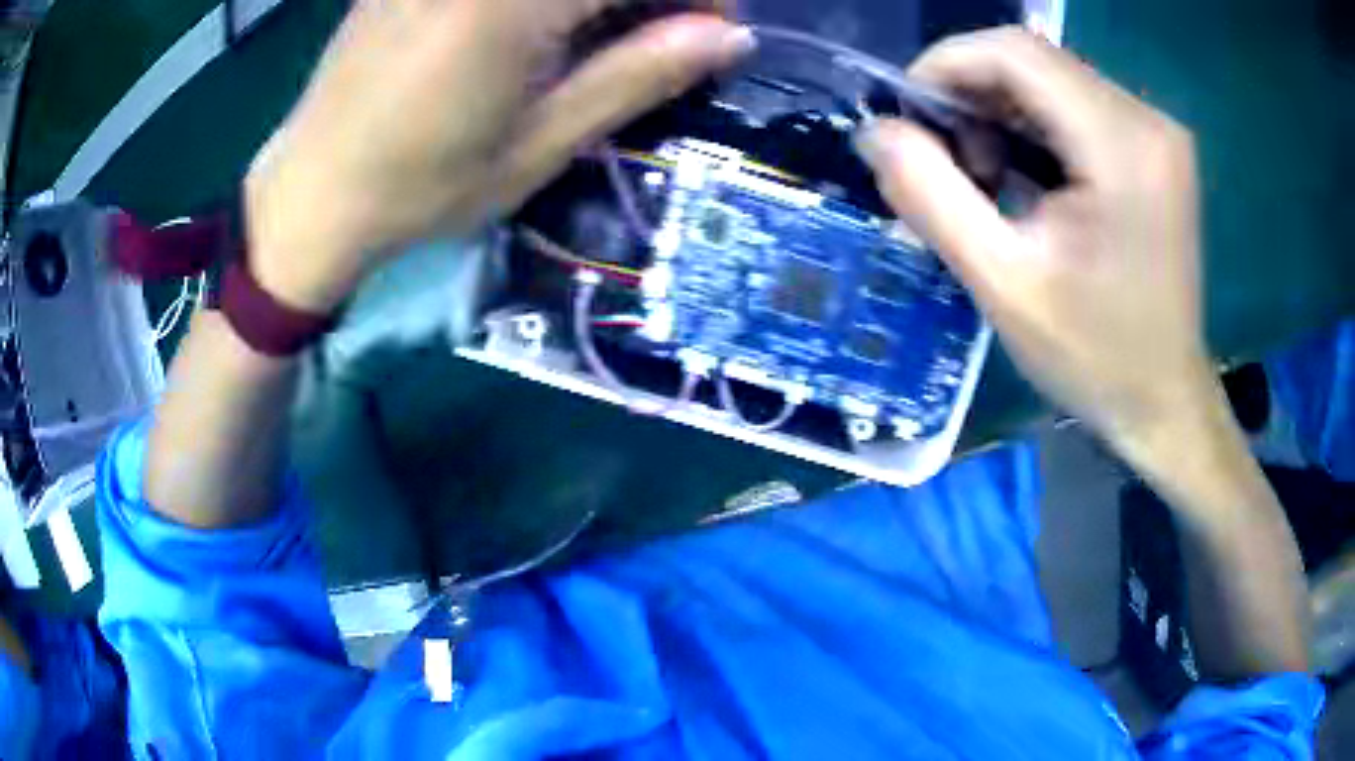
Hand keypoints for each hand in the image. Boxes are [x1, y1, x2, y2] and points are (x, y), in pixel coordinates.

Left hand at [245, 0, 751, 313]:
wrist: (311, 194)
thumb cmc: (423, 188)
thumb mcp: (541, 144)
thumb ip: (639, 76)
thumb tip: (732, 38)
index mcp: (512, 4)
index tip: (715, 31)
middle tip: (663, 32)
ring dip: (597, 1)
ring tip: (604, 32)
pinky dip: (549, 2)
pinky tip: (544, 27)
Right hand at [856, 28, 1213, 454]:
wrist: (1164, 402)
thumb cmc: (1094, 358)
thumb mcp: (1002, 284)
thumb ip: (930, 196)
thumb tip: (874, 131)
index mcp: (1122, 146)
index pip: (1015, 52)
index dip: (946, 66)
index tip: (910, 119)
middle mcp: (1147, 119)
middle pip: (1033, 60)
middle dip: (971, 95)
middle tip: (947, 163)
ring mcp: (1157, 131)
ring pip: (1051, 79)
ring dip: (1000, 113)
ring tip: (984, 179)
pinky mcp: (1155, 148)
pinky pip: (1076, 105)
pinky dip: (1032, 128)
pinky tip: (1022, 178)